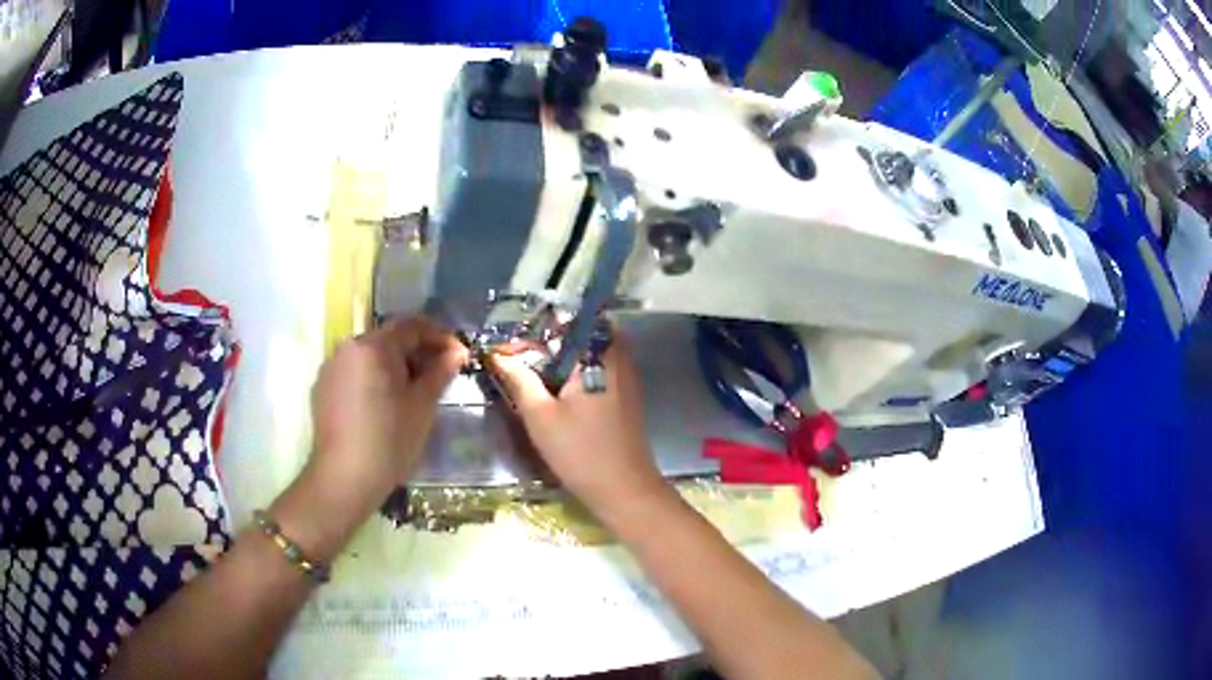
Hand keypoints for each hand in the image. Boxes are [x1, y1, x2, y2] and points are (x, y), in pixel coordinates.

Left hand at [307, 317, 466, 513]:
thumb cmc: (389, 440)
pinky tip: (383, 405)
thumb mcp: (422, 406)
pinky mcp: (322, 389)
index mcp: (373, 346)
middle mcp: (348, 348)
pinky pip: (353, 373)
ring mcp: (331, 368)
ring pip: (369, 356)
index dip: (438, 334)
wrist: (344, 478)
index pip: (411, 325)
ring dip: (392, 366)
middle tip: (438, 374)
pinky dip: (372, 379)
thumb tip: (458, 350)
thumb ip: (440, 372)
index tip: (457, 352)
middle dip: (415, 351)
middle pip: (388, 339)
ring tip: (411, 391)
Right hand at [489, 337, 672, 524]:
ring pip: (588, 350)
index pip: (564, 321)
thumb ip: (519, 379)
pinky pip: (597, 366)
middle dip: (547, 339)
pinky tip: (552, 387)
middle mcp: (616, 355)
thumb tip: (498, 354)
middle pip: (579, 331)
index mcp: (597, 354)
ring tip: (528, 368)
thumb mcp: (540, 416)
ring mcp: (625, 374)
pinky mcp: (624, 392)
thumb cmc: (580, 452)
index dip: (534, 327)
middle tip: (516, 354)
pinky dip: (574, 370)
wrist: (624, 489)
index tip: (509, 342)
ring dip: (560, 355)